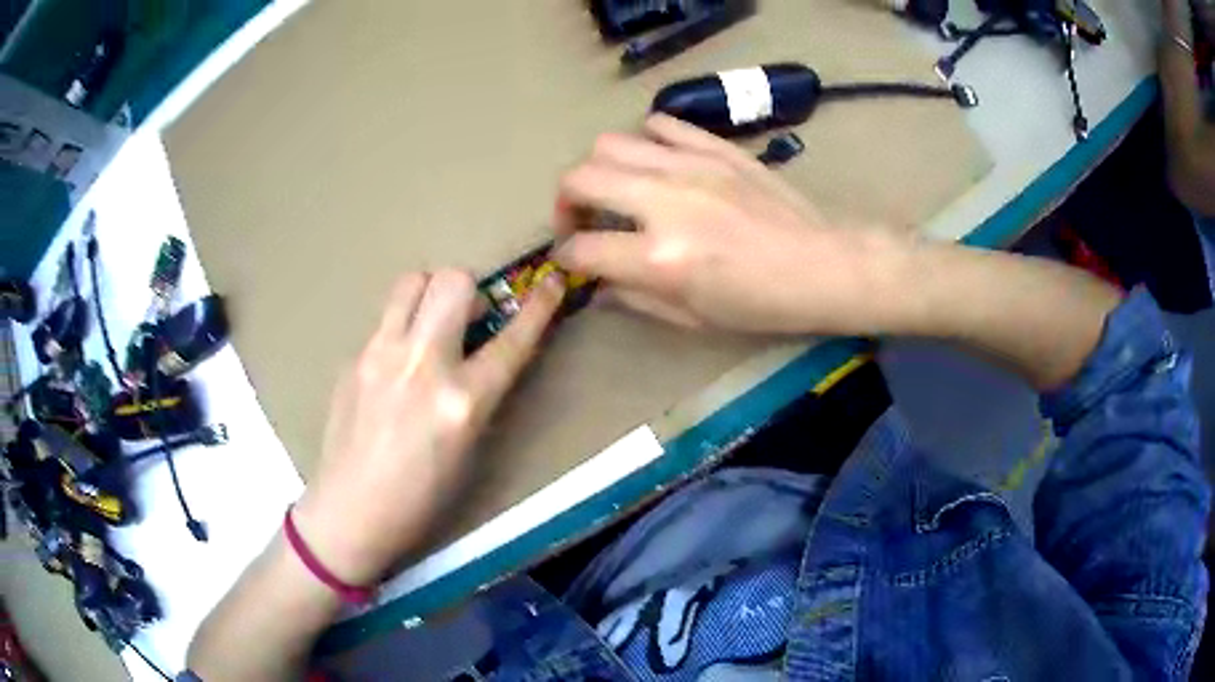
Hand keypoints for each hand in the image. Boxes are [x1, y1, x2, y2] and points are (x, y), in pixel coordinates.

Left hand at [292, 269, 563, 584]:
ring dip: (430, 293)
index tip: (552, 282)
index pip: (512, 340)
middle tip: (468, 316)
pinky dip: (402, 326)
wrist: (350, 511)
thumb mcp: (469, 450)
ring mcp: (380, 355)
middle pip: (452, 281)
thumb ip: (480, 394)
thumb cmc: (420, 499)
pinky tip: (396, 363)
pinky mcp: (353, 358)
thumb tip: (482, 354)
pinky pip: (386, 319)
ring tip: (430, 324)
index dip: (540, 307)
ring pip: (411, 282)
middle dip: (469, 288)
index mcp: (462, 402)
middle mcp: (422, 365)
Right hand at [553, 114, 895, 334]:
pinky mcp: (715, 147)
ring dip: (599, 167)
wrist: (822, 265)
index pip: (582, 249)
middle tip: (581, 218)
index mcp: (661, 259)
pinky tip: (656, 162)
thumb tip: (597, 283)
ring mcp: (691, 166)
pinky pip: (659, 124)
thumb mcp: (693, 318)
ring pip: (610, 143)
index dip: (566, 257)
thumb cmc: (762, 304)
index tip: (573, 259)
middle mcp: (665, 203)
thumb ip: (635, 297)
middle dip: (565, 203)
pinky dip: (644, 140)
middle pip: (581, 179)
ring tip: (616, 187)